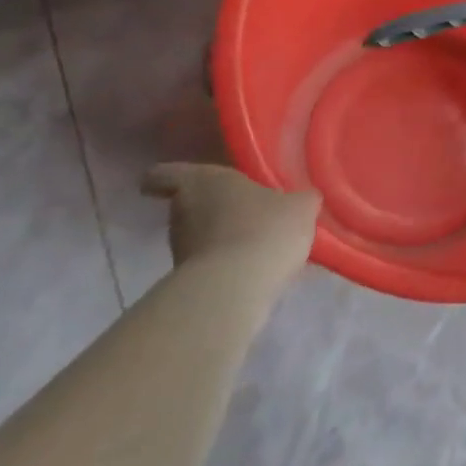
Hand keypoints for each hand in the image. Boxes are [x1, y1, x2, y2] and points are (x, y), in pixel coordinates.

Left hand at [141, 162, 320, 282]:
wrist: (235, 289)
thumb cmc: (264, 228)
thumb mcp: (299, 206)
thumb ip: (297, 199)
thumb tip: (301, 201)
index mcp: (202, 182)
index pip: (164, 175)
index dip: (165, 179)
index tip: (169, 185)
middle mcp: (182, 212)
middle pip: (187, 205)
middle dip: (211, 208)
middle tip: (242, 209)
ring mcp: (179, 251)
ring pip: (197, 236)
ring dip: (219, 237)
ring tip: (254, 241)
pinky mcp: (186, 283)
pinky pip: (207, 264)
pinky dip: (224, 264)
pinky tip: (253, 267)